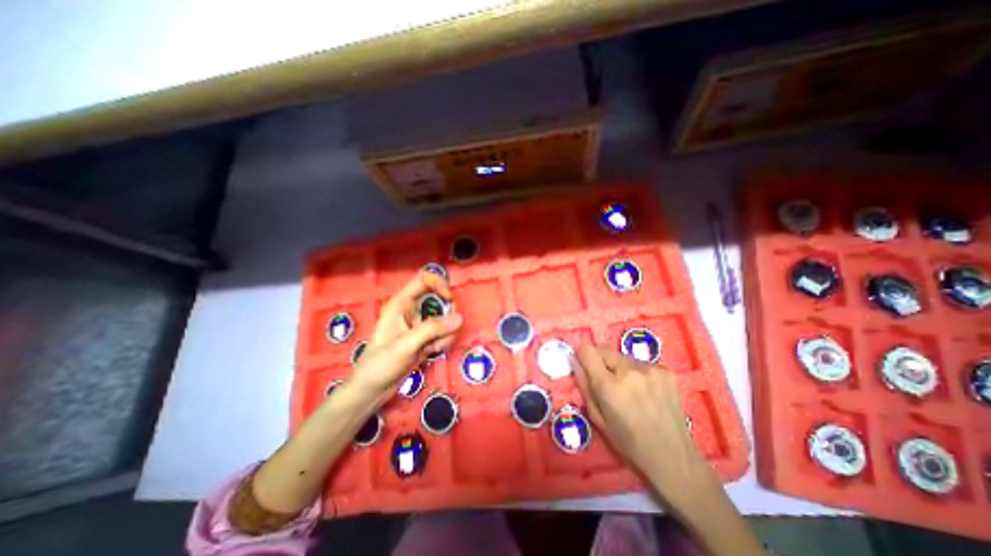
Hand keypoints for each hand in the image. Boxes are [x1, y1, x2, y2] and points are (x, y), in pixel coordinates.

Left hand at [348, 271, 460, 405]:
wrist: (372, 391)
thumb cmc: (380, 364)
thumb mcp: (405, 344)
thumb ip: (432, 329)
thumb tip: (459, 318)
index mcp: (401, 303)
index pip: (424, 280)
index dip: (440, 284)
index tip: (449, 299)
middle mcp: (412, 310)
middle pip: (439, 298)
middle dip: (447, 313)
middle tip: (447, 329)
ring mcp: (420, 325)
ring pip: (445, 317)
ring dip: (446, 332)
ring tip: (434, 347)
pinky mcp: (426, 338)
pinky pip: (444, 332)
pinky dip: (444, 341)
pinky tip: (433, 352)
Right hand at [569, 346, 716, 501]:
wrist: (674, 457)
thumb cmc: (629, 442)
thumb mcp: (597, 417)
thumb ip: (583, 385)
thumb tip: (574, 359)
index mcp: (609, 386)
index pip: (587, 350)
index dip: (583, 355)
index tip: (585, 365)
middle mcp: (630, 371)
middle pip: (604, 349)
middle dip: (601, 361)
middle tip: (608, 382)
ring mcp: (651, 369)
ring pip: (623, 357)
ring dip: (621, 367)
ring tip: (631, 390)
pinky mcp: (667, 371)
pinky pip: (641, 363)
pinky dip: (638, 373)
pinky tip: (647, 392)